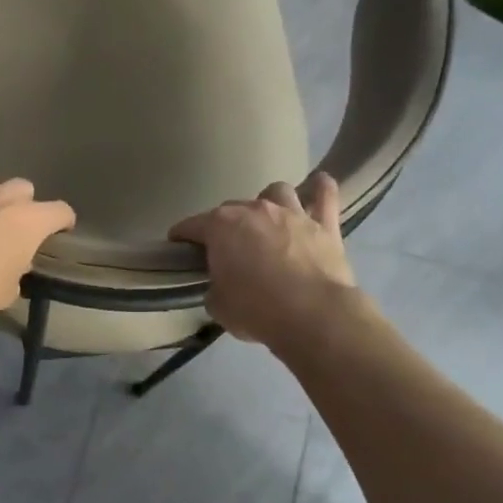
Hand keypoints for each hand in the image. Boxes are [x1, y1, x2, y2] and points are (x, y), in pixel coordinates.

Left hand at [0, 160, 76, 320]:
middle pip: (24, 189)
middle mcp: (6, 195)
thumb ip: (17, 269)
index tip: (59, 230)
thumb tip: (14, 261)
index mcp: (31, 221)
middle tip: (9, 225)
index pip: (61, 211)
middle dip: (20, 205)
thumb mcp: (8, 290)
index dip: (62, 222)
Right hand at [169, 175, 357, 343]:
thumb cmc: (255, 310)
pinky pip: (324, 195)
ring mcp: (291, 213)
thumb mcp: (218, 305)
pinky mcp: (324, 225)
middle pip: (230, 209)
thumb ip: (215, 287)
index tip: (177, 247)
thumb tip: (222, 285)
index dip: (181, 236)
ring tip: (267, 220)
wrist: (314, 316)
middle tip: (225, 248)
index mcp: (220, 227)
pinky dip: (320, 190)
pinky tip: (318, 186)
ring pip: (276, 191)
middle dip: (224, 225)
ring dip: (268, 202)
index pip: (190, 225)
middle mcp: (254, 210)